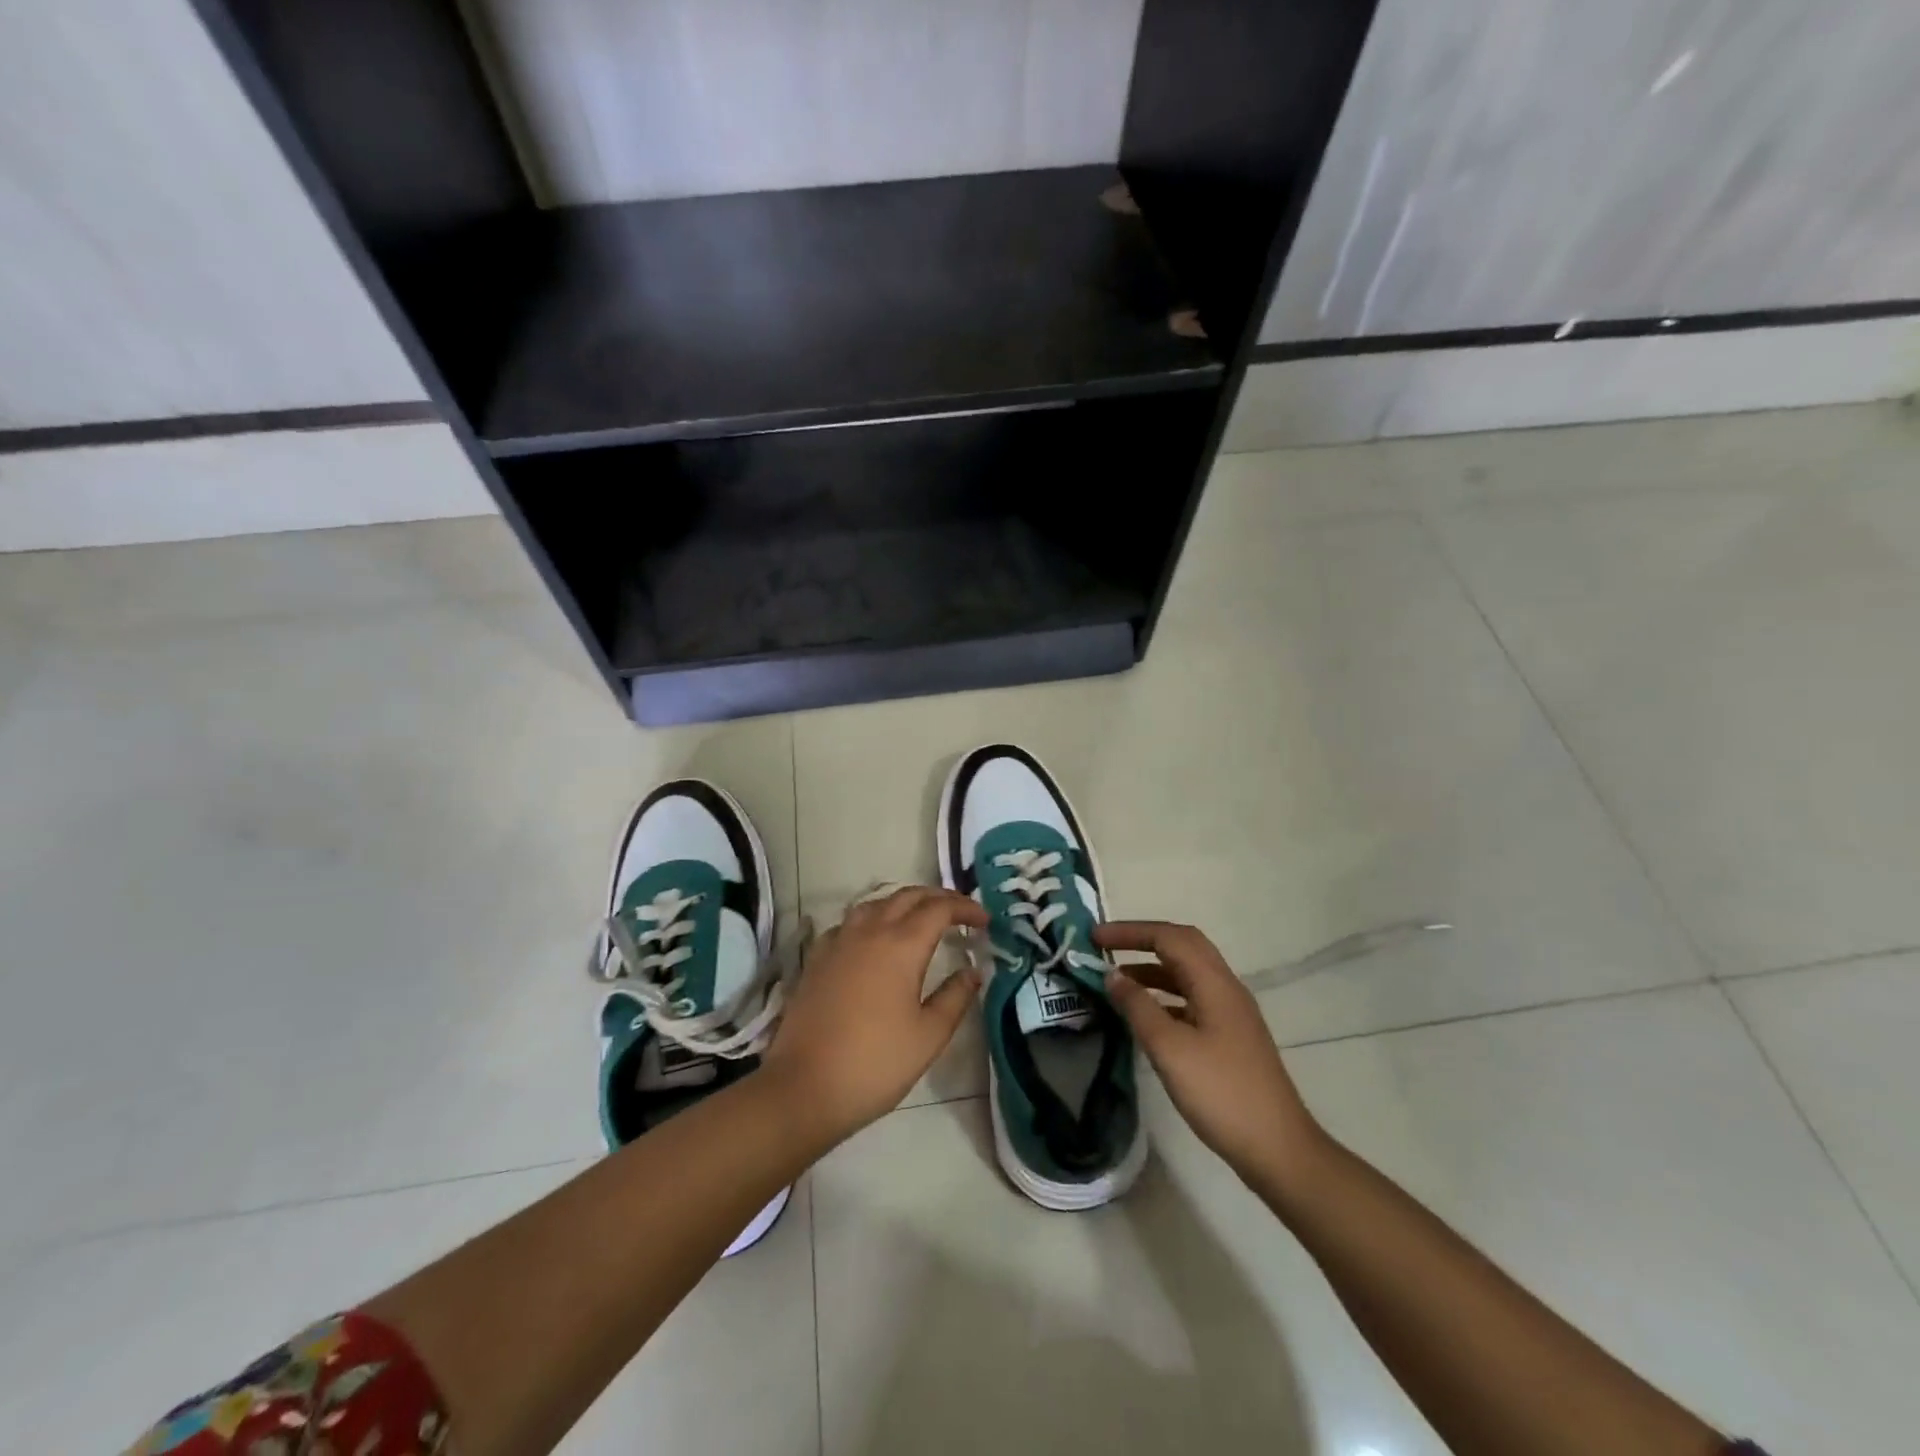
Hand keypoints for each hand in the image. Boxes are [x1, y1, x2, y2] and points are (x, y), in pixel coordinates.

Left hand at [760, 885, 987, 1146]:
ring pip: (875, 903)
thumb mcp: (928, 1035)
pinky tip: (875, 940)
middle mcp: (869, 931)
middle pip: (907, 896)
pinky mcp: (816, 958)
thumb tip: (973, 971)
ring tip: (921, 919)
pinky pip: (849, 922)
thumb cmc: (875, 1063)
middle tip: (960, 913)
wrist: (803, 1087)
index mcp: (901, 945)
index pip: (939, 909)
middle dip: (938, 898)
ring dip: (903, 903)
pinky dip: (872, 919)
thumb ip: (955, 997)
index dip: (965, 908)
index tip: (985, 921)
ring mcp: (838, 942)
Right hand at [1096, 921, 1327, 1183]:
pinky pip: (1191, 998)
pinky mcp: (1229, 1036)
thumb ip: (1138, 1007)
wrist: (1277, 1149)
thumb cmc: (1220, 1093)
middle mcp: (1226, 988)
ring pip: (1186, 974)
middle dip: (1142, 941)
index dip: (1130, 931)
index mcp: (1215, 983)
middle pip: (1182, 946)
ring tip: (1115, 981)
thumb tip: (1112, 975)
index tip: (1094, 937)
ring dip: (1151, 969)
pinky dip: (1163, 996)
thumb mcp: (1169, 1049)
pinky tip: (1144, 1016)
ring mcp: (1230, 1013)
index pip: (1169, 937)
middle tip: (1105, 947)